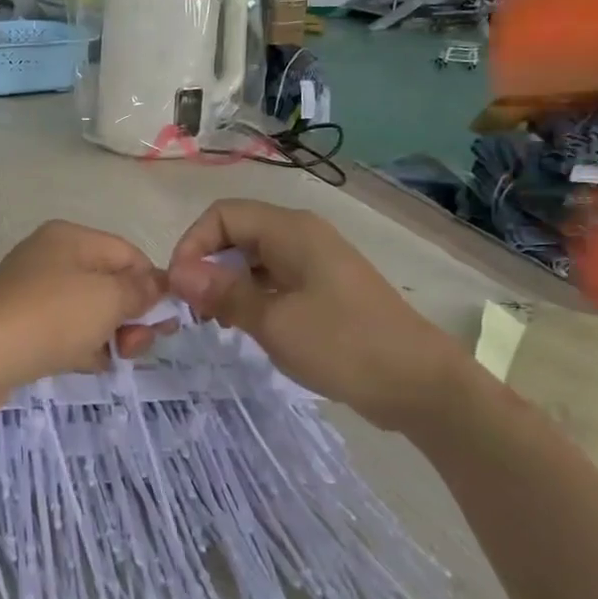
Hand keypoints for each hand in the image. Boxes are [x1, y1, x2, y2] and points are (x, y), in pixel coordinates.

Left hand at [0, 221, 169, 413]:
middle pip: (109, 283)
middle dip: (131, 315)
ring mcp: (33, 293)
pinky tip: (89, 366)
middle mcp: (50, 258)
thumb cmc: (48, 317)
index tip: (165, 321)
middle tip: (136, 347)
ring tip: (114, 360)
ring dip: (109, 335)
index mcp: (70, 238)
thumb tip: (159, 284)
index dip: (152, 285)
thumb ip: (140, 290)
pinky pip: (64, 332)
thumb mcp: (107, 298)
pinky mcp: (21, 326)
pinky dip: (82, 347)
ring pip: (89, 311)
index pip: (128, 254)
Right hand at [167, 200, 471, 416]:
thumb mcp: (273, 321)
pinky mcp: (326, 286)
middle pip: (237, 232)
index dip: (192, 244)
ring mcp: (317, 260)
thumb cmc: (343, 345)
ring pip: (255, 257)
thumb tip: (178, 272)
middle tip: (194, 310)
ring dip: (228, 282)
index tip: (179, 288)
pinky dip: (252, 294)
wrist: (419, 383)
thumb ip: (223, 293)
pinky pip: (276, 277)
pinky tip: (247, 325)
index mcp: (291, 230)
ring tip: (216, 322)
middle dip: (208, 264)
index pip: (222, 215)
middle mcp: (302, 235)